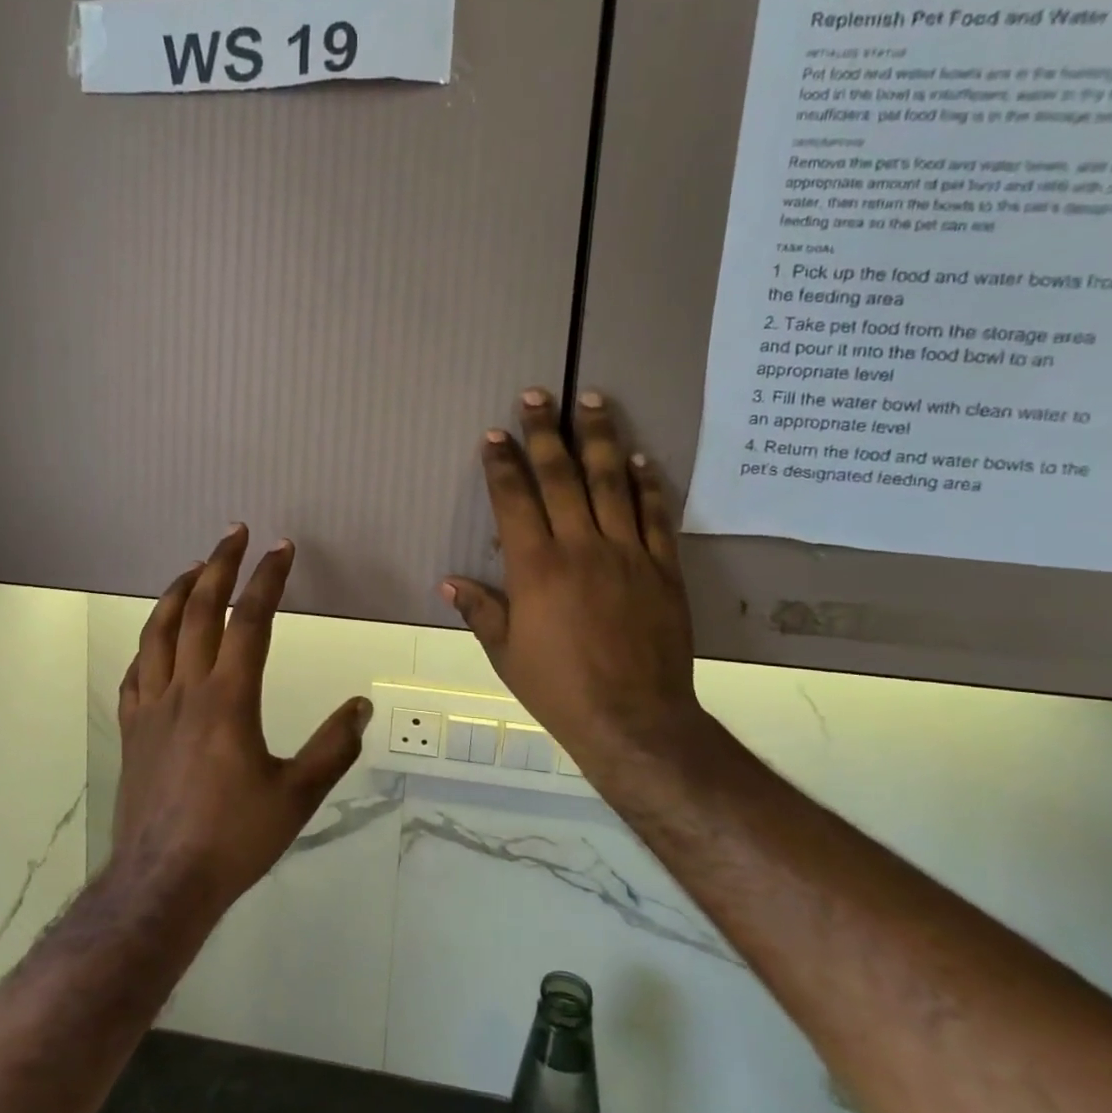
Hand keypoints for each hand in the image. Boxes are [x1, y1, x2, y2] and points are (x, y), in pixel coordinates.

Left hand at [111, 526, 371, 916]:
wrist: (162, 883)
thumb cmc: (234, 838)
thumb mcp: (297, 796)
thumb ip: (333, 748)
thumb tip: (361, 706)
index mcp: (229, 699)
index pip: (250, 621)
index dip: (267, 579)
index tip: (281, 548)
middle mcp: (186, 690)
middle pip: (198, 611)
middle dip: (218, 565)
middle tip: (235, 533)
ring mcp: (152, 707)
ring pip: (158, 632)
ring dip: (176, 592)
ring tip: (193, 568)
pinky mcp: (133, 729)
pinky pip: (136, 671)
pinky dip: (149, 642)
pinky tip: (156, 639)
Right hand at [441, 389, 716, 799]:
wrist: (633, 719)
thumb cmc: (558, 688)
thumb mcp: (506, 654)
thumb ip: (480, 611)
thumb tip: (448, 582)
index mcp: (536, 567)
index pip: (514, 500)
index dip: (502, 464)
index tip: (494, 434)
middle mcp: (581, 547)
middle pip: (562, 477)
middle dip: (545, 432)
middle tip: (537, 394)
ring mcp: (627, 554)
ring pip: (613, 483)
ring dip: (600, 439)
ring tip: (594, 400)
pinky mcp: (663, 568)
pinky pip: (656, 516)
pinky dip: (649, 484)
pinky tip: (642, 458)